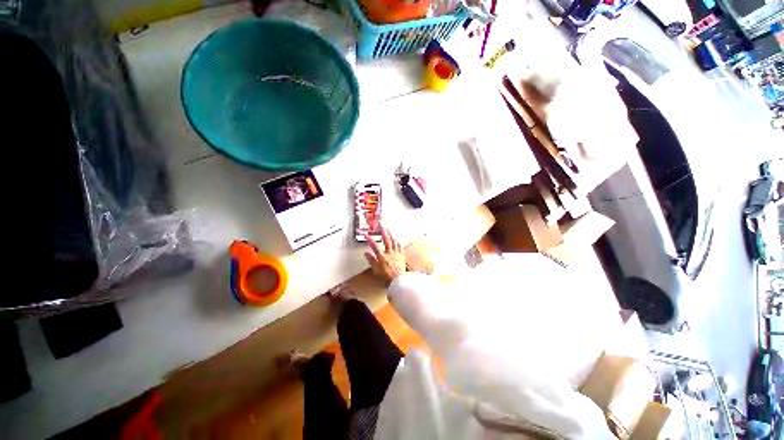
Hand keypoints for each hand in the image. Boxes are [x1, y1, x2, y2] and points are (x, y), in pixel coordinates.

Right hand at [364, 227, 406, 284]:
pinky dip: (397, 242)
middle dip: (383, 231)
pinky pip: (400, 247)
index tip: (366, 234)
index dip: (370, 240)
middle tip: (381, 224)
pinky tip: (396, 240)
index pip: (374, 246)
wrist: (399, 280)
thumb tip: (366, 252)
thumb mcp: (376, 270)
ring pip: (394, 241)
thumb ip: (371, 260)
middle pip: (386, 239)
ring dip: (391, 234)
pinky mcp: (402, 256)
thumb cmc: (386, 277)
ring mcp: (396, 253)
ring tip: (388, 229)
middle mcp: (389, 253)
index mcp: (382, 256)